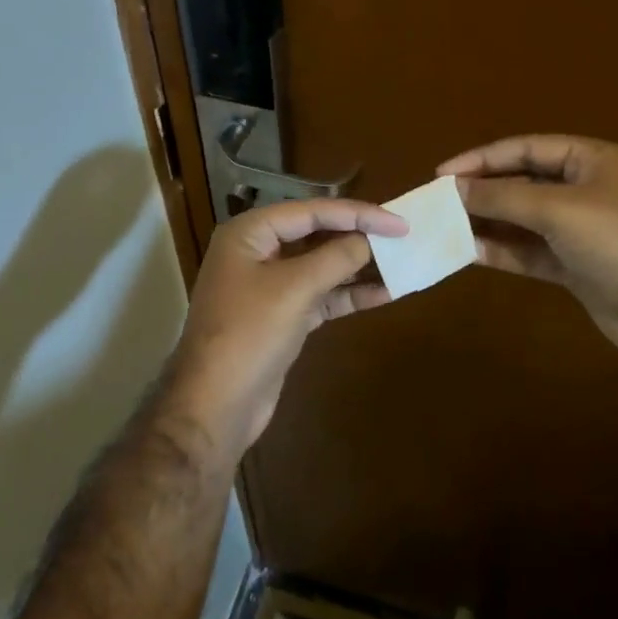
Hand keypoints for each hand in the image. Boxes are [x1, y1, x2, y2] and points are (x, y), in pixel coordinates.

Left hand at [170, 198, 406, 450]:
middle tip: (402, 238)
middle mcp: (258, 252)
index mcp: (250, 233)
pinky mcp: (282, 316)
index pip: (312, 211)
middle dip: (358, 238)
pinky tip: (384, 294)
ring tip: (401, 263)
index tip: (398, 222)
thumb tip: (369, 240)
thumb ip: (336, 257)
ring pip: (321, 266)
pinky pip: (321, 295)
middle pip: (317, 235)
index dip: (358, 214)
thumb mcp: (295, 288)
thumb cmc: (249, 334)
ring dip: (358, 267)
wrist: (215, 407)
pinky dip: (349, 294)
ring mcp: (269, 286)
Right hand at [438, 135, 617, 366]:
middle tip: (439, 200)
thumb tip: (455, 187)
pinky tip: (469, 253)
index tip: (442, 173)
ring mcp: (579, 230)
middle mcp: (583, 189)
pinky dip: (502, 251)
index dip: (482, 158)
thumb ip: (503, 196)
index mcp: (589, 160)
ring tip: (445, 226)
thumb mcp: (558, 209)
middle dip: (482, 190)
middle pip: (522, 181)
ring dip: (487, 222)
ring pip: (522, 219)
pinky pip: (529, 251)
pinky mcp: (574, 266)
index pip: (525, 148)